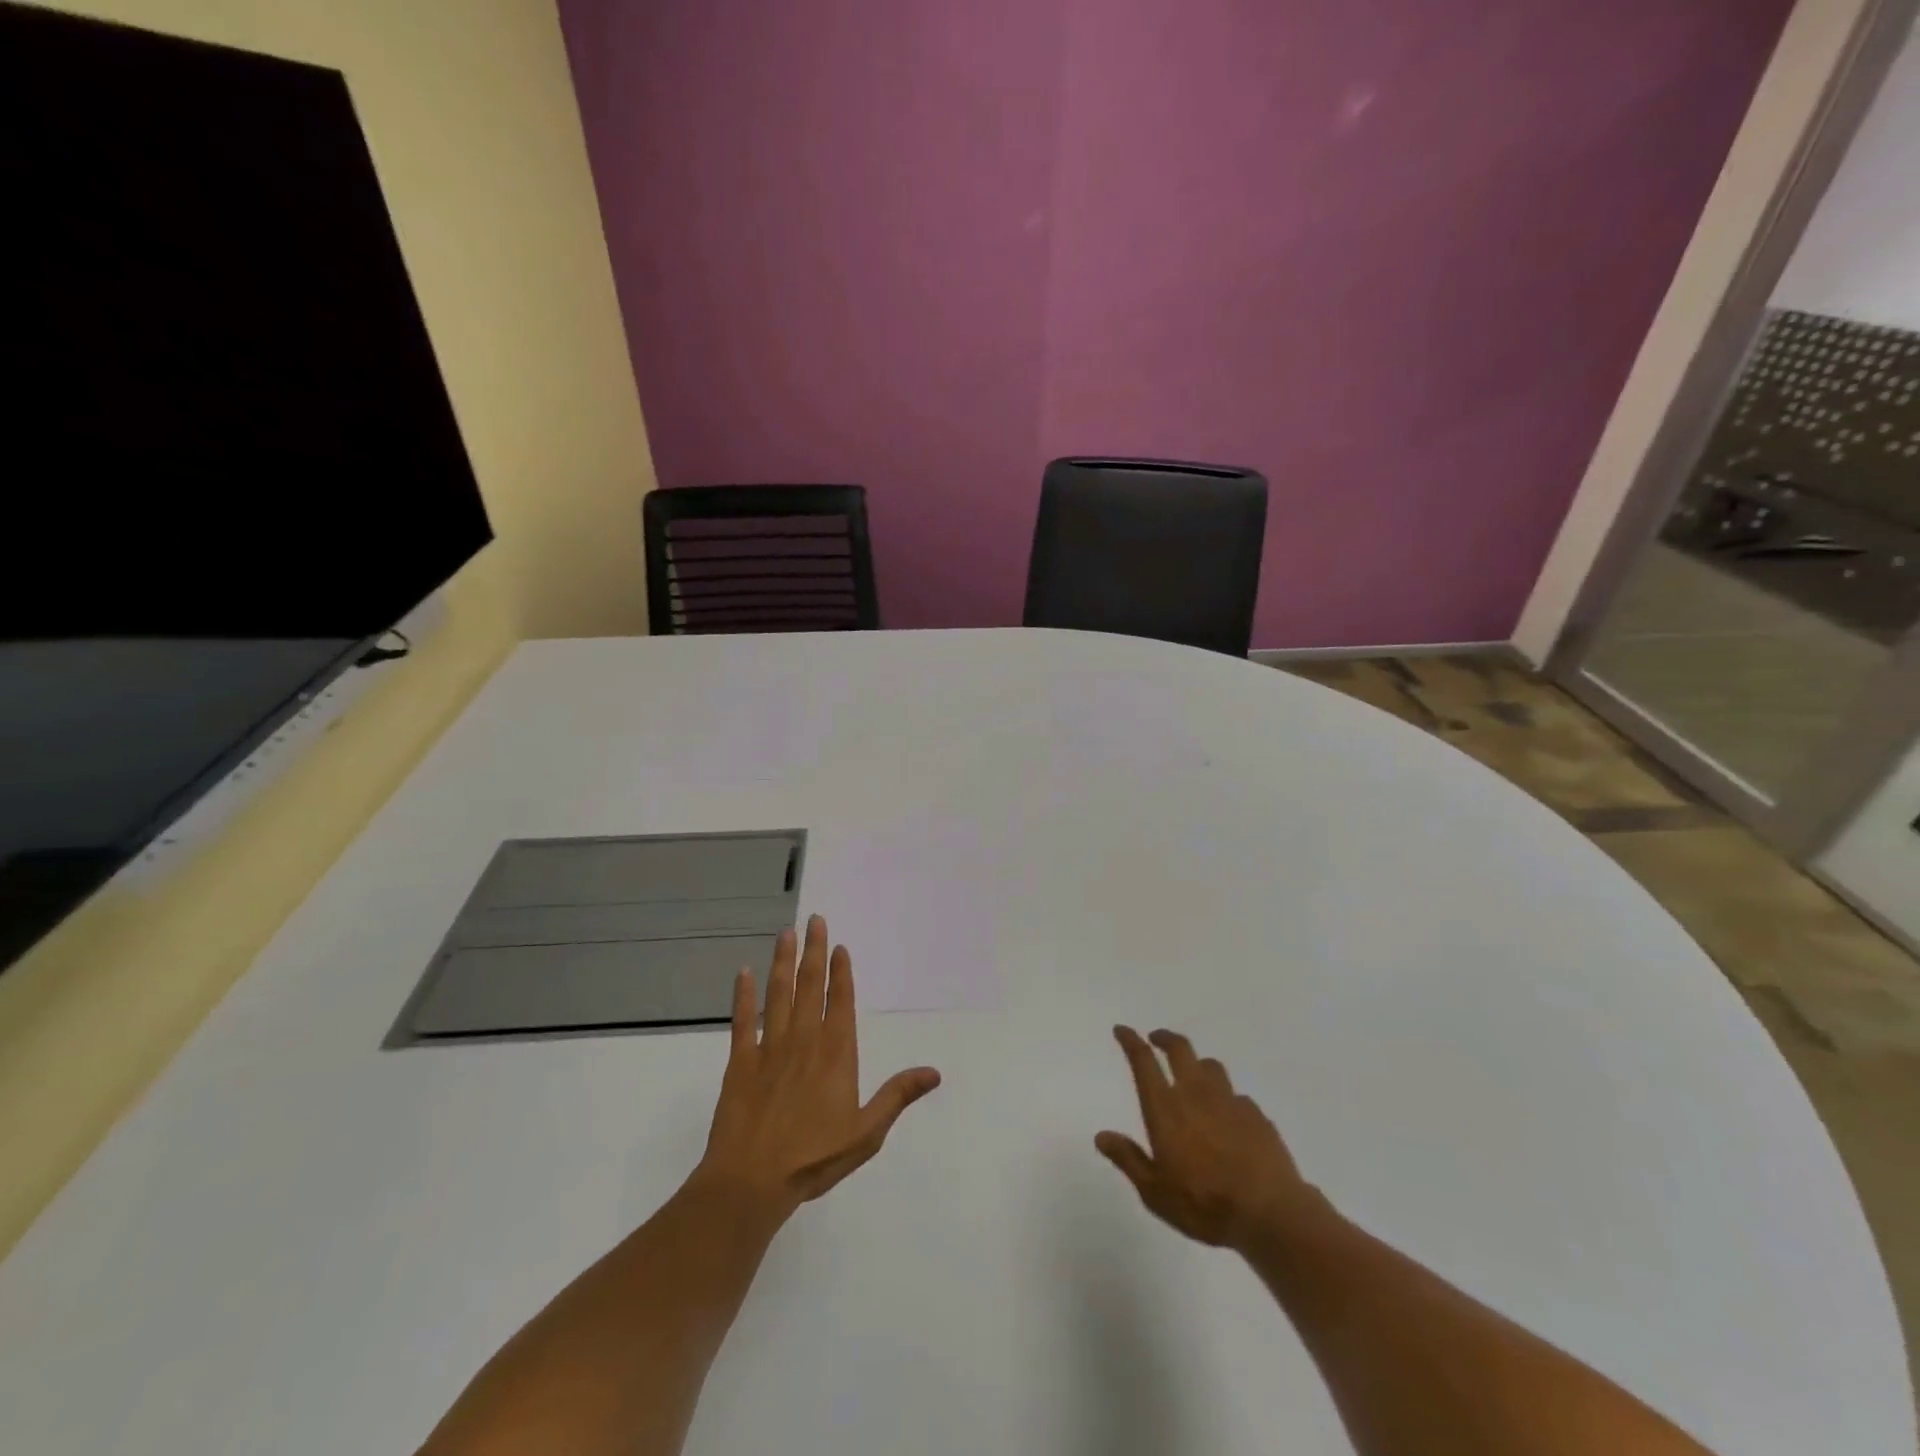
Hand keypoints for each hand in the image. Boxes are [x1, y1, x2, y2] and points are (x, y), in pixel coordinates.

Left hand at [692, 915, 940, 1222]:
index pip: (840, 1001)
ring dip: (782, 961)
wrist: (751, 1181)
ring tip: (786, 933)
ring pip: (778, 994)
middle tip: (814, 919)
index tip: (839, 945)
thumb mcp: (866, 1132)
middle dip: (813, 951)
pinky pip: (742, 1020)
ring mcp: (769, 1047)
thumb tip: (934, 1072)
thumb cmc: (814, 1157)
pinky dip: (743, 996)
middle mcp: (804, 1040)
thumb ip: (897, 1095)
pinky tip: (743, 973)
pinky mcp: (740, 1061)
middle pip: (810, 985)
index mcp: (836, 1053)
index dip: (841, 972)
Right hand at [1096, 1026, 1326, 1251]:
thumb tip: (1101, 1136)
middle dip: (1165, 1038)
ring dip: (1197, 1064)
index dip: (1130, 1041)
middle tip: (1156, 1038)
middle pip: (1180, 1049)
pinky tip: (1227, 1116)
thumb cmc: (1204, 1204)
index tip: (1122, 1030)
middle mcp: (1196, 1094)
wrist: (1270, 1213)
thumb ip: (1128, 1159)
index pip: (1144, 1061)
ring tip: (1193, 1074)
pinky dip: (1226, 1098)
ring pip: (1210, 1066)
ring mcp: (1229, 1101)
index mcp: (1166, 1108)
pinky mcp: (1256, 1115)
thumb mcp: (1155, 1192)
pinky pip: (1236, 1096)